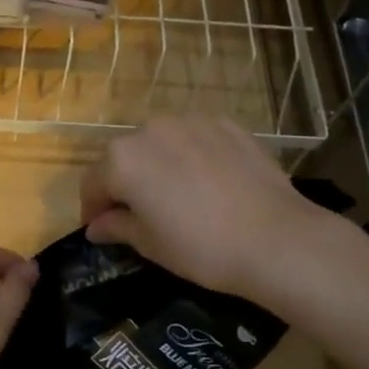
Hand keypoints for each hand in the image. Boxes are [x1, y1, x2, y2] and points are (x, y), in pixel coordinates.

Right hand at [80, 115, 317, 297]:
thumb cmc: (200, 247)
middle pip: (125, 157)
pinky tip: (209, 184)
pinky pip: (195, 139)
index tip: (102, 230)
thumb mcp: (150, 244)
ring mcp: (191, 122)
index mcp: (122, 159)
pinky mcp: (226, 124)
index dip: (93, 208)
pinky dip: (192, 156)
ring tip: (178, 196)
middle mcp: (150, 130)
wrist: (275, 238)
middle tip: (140, 215)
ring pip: (161, 144)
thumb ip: (116, 227)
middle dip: (125, 183)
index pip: (93, 183)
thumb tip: (96, 226)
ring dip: (159, 165)